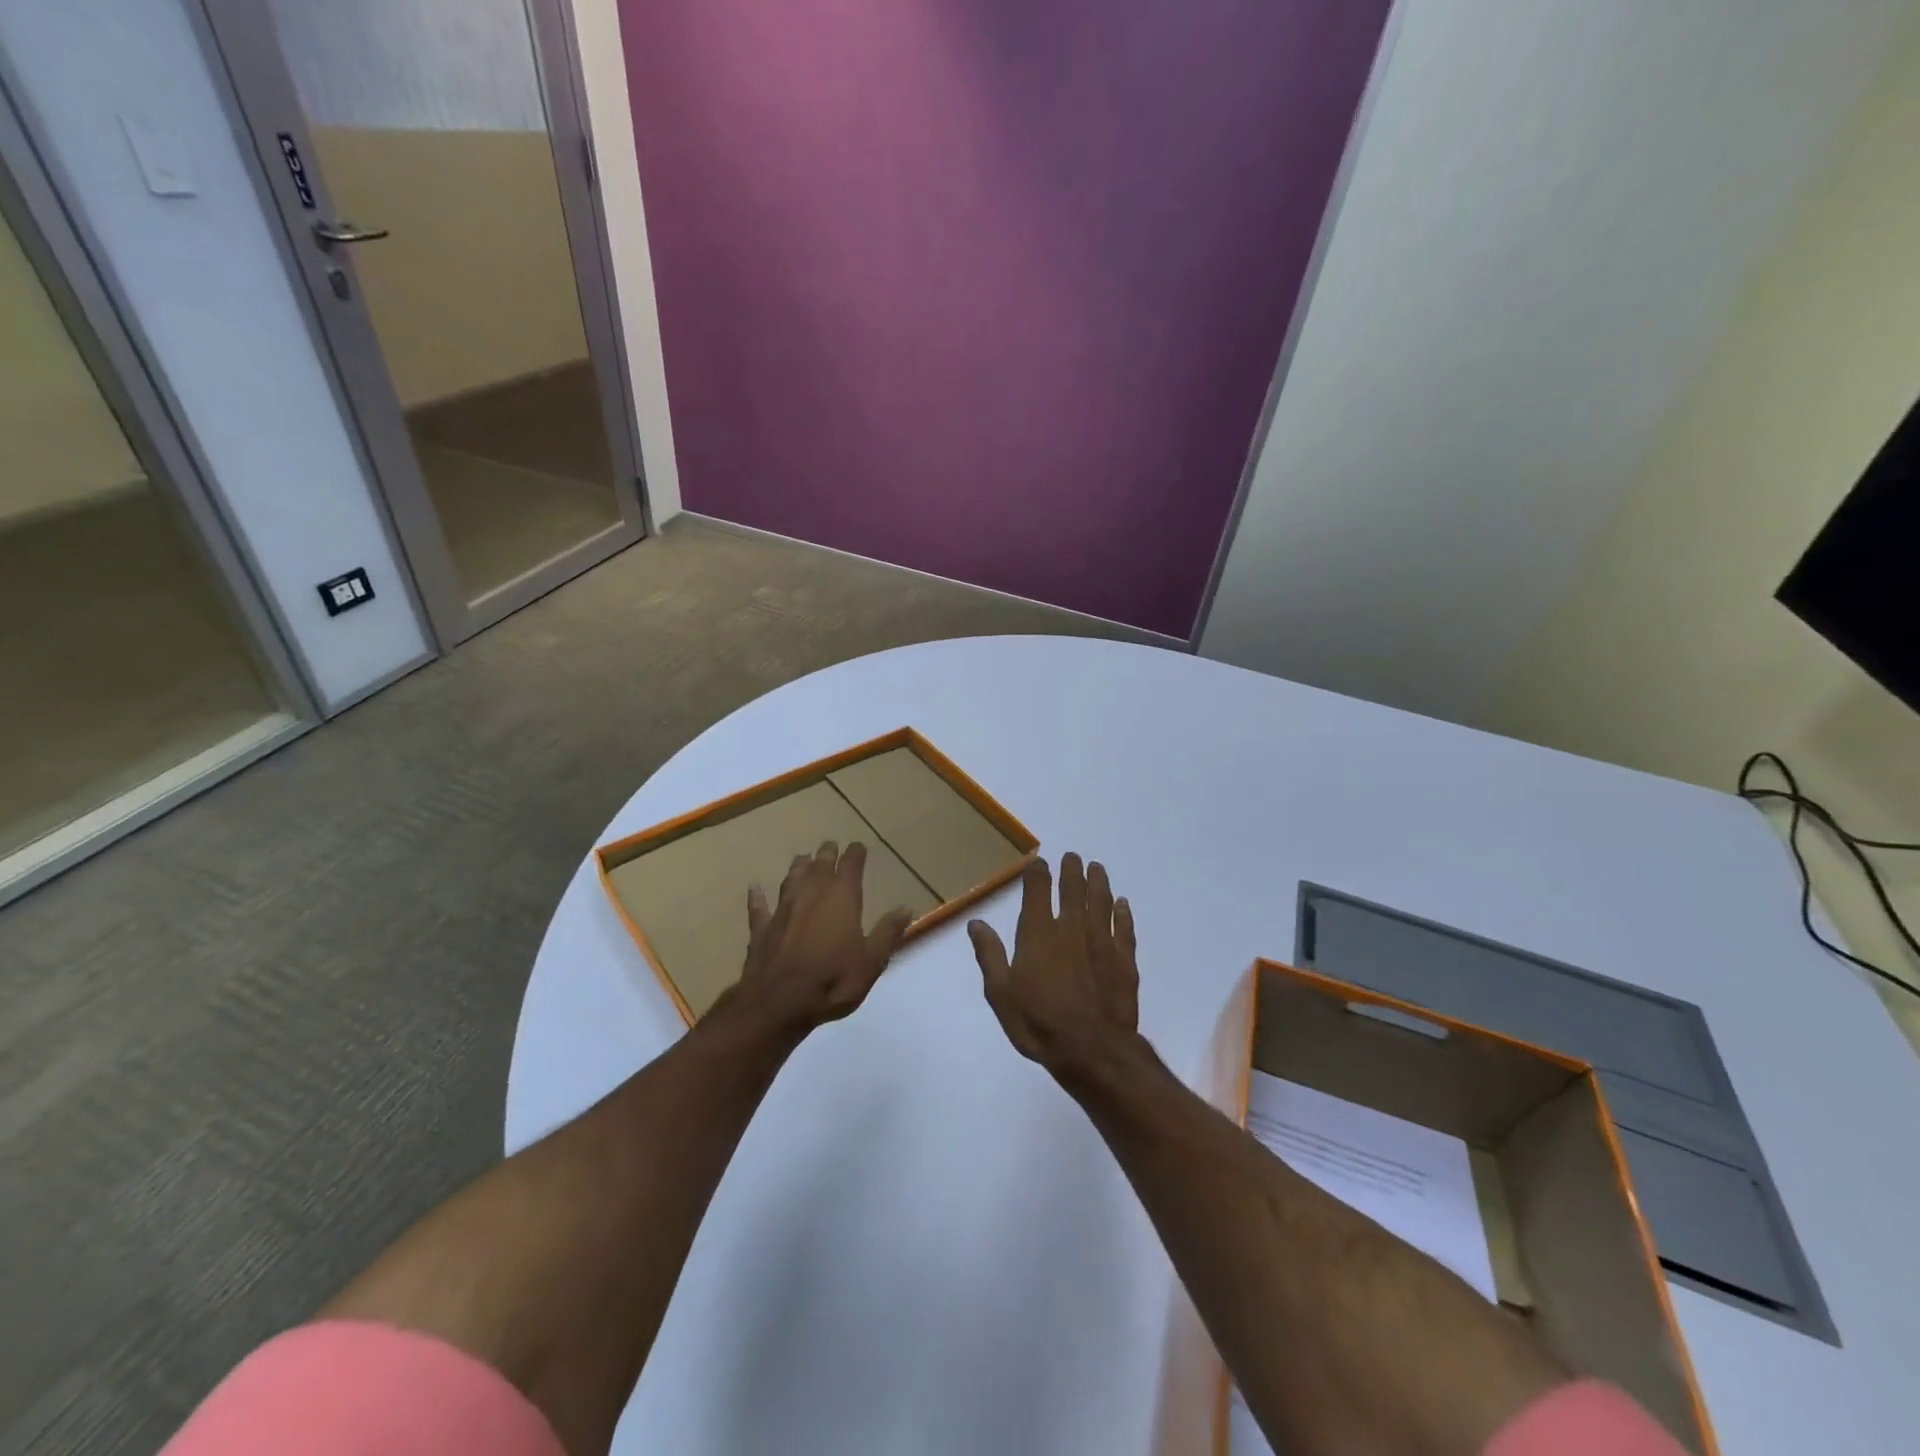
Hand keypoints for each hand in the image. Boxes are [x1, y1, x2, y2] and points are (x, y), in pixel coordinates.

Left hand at [729, 840, 913, 1035]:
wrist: (778, 1003)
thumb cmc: (833, 980)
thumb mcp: (872, 961)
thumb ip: (887, 932)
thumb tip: (905, 908)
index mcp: (842, 897)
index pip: (851, 865)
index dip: (856, 853)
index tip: (859, 846)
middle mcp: (811, 894)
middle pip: (820, 865)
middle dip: (828, 853)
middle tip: (831, 845)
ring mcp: (783, 909)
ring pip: (791, 878)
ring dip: (799, 867)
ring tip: (803, 858)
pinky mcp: (762, 928)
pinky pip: (759, 907)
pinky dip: (758, 897)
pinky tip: (754, 889)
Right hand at [967, 853, 1139, 1079]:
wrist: (1092, 1051)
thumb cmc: (1039, 1024)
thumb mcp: (1001, 994)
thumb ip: (990, 955)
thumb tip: (976, 922)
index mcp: (1038, 934)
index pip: (1038, 892)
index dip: (1038, 874)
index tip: (1040, 863)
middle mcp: (1071, 929)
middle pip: (1073, 890)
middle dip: (1072, 870)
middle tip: (1074, 857)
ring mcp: (1102, 942)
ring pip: (1101, 902)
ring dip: (1098, 883)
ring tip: (1097, 868)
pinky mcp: (1124, 960)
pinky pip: (1125, 928)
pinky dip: (1123, 913)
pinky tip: (1123, 904)